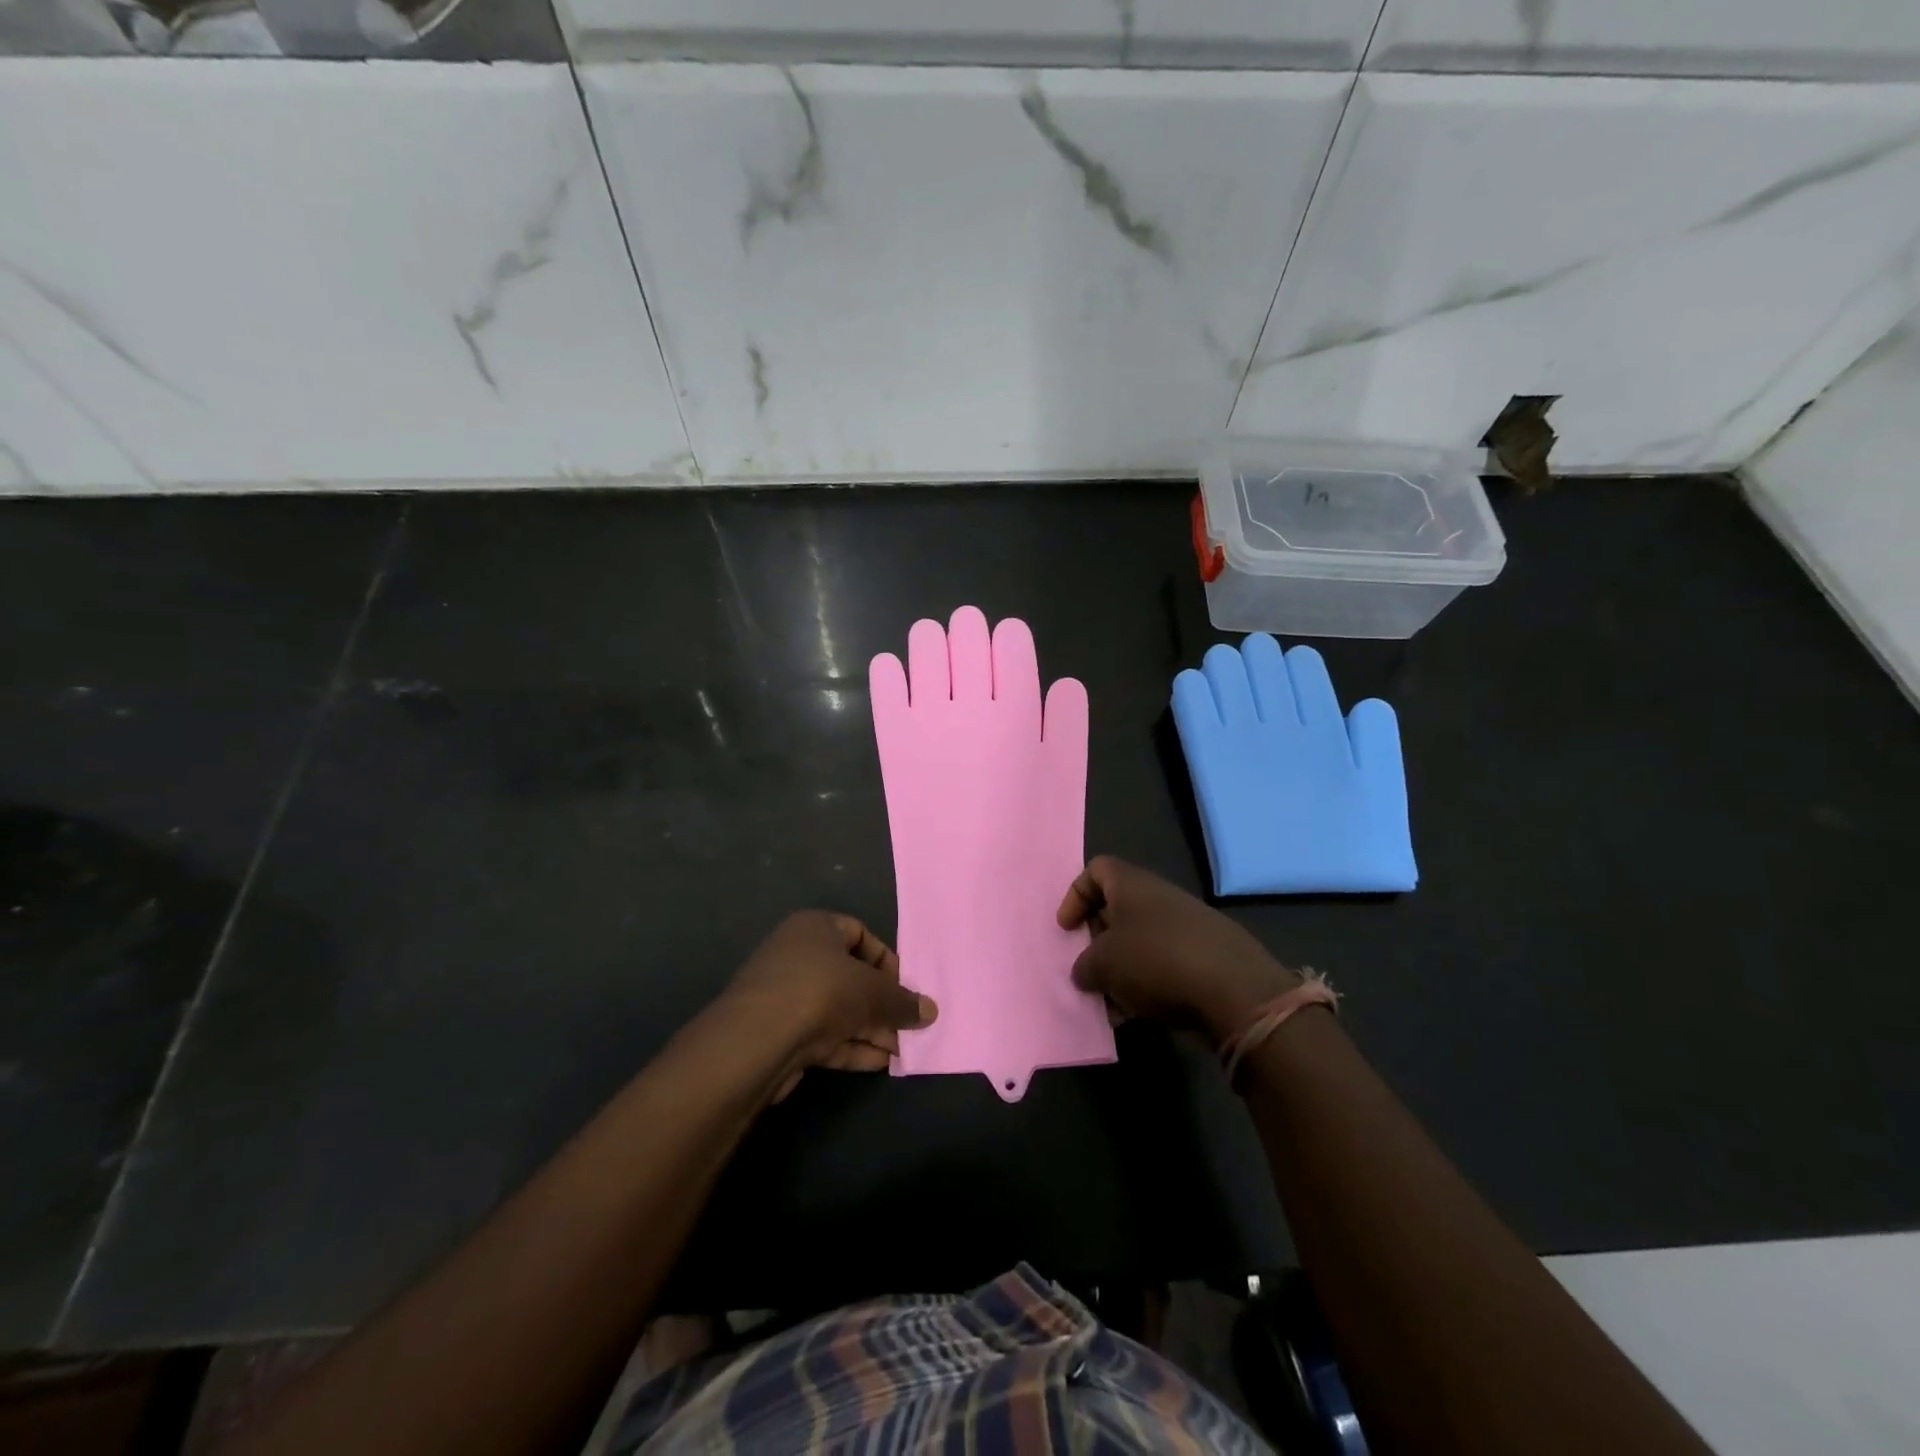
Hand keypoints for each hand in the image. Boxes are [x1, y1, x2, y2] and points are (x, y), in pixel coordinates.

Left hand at [717, 911, 938, 1101]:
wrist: (757, 1041)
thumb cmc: (821, 992)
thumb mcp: (873, 992)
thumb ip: (903, 1001)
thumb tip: (931, 1011)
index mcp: (815, 927)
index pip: (859, 933)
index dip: (885, 959)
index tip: (903, 987)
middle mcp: (797, 954)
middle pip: (850, 974)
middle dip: (881, 1002)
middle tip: (906, 1024)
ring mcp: (785, 995)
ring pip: (837, 1008)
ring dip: (869, 1027)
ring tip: (899, 1049)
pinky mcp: (779, 1032)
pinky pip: (823, 1034)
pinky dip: (850, 1045)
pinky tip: (877, 1061)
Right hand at [1056, 856, 1299, 1042]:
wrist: (1236, 991)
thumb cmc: (1156, 960)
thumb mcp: (1103, 964)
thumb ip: (1084, 965)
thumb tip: (1086, 971)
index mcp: (1132, 885)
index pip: (1096, 870)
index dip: (1075, 895)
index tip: (1067, 929)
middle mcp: (1160, 898)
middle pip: (1117, 909)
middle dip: (1097, 941)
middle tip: (1087, 969)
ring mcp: (1187, 927)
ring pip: (1140, 943)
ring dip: (1121, 970)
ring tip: (1111, 1003)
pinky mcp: (1206, 958)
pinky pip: (1165, 966)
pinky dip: (1148, 986)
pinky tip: (1140, 1015)